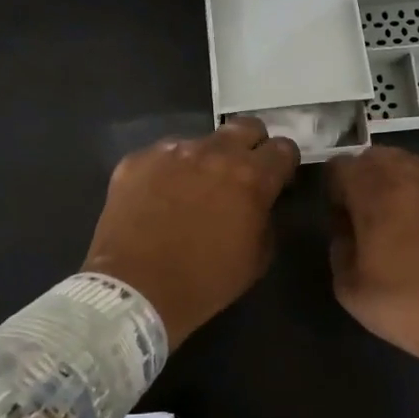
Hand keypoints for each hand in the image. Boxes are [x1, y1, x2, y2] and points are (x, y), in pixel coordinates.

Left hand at [83, 117, 300, 348]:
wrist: (134, 291)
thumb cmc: (204, 283)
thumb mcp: (256, 258)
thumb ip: (266, 218)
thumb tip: (261, 202)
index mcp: (251, 177)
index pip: (283, 148)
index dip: (283, 163)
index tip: (277, 179)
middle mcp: (214, 152)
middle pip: (246, 127)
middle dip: (250, 145)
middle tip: (241, 173)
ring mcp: (172, 151)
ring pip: (200, 141)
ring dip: (205, 160)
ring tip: (191, 191)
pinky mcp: (137, 159)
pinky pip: (162, 156)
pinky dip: (168, 172)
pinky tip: (158, 199)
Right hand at [324, 147, 418, 376]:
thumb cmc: (411, 308)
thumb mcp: (350, 289)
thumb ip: (339, 245)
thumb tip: (347, 225)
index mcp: (376, 191)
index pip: (340, 165)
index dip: (336, 190)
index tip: (344, 217)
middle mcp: (416, 173)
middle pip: (380, 158)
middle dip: (371, 181)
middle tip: (378, 218)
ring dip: (411, 185)